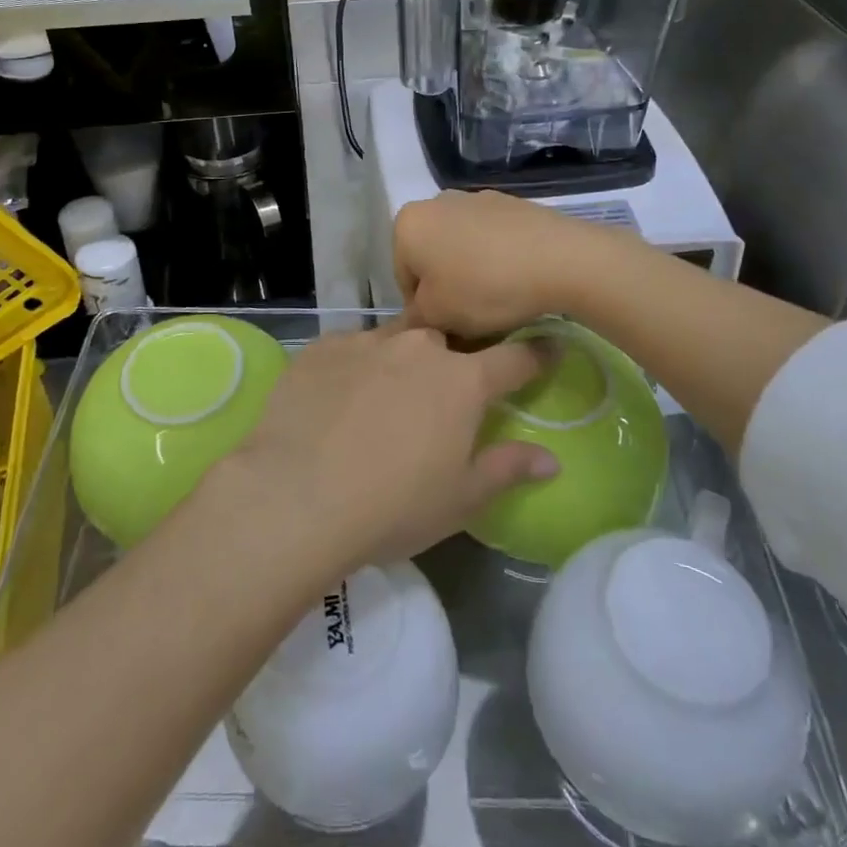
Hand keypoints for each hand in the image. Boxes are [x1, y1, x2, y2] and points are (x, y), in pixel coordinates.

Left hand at [212, 324, 558, 576]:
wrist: (296, 495)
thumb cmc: (392, 506)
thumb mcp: (460, 499)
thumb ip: (507, 469)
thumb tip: (550, 458)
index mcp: (461, 381)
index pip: (514, 358)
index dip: (535, 354)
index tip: (548, 348)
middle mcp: (417, 347)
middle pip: (446, 343)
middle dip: (451, 363)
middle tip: (438, 398)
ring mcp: (365, 341)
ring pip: (395, 340)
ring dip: (400, 362)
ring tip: (383, 400)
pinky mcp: (321, 347)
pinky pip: (350, 348)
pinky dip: (355, 367)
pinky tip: (338, 400)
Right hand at [394, 191, 609, 338]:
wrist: (561, 259)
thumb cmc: (486, 288)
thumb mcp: (438, 316)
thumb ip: (415, 319)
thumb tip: (417, 317)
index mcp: (408, 224)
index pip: (403, 278)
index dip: (423, 311)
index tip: (448, 327)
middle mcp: (436, 201)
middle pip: (432, 258)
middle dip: (446, 287)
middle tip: (472, 317)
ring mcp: (476, 198)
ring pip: (462, 247)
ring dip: (472, 273)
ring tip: (499, 301)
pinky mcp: (511, 203)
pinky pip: (492, 239)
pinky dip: (497, 259)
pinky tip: (518, 280)